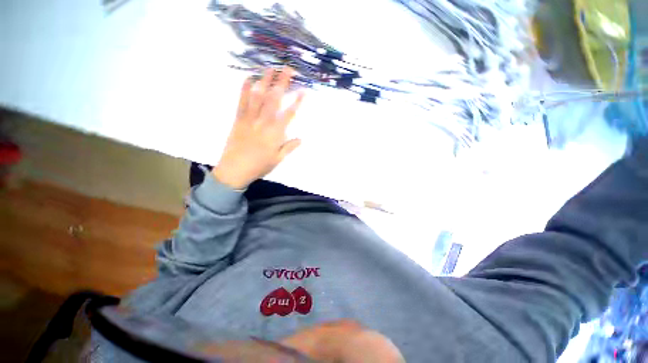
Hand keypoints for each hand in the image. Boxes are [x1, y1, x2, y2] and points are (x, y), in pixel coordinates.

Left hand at [212, 68, 304, 189]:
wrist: (235, 169)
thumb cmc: (259, 166)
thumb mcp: (278, 159)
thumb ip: (289, 147)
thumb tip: (300, 139)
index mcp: (275, 133)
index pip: (289, 114)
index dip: (297, 102)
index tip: (303, 91)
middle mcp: (263, 122)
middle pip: (274, 99)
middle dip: (282, 83)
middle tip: (288, 69)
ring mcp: (249, 118)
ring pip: (258, 96)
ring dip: (265, 81)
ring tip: (270, 68)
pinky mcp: (238, 119)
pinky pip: (241, 101)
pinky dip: (244, 89)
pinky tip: (249, 78)